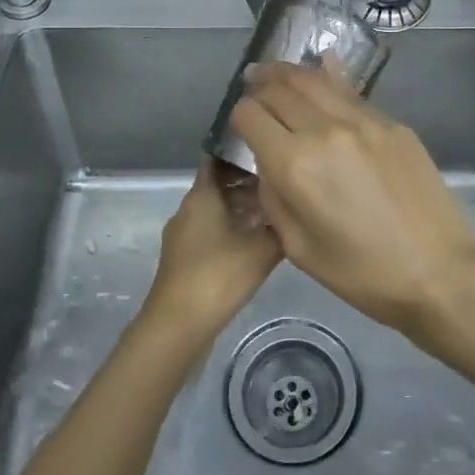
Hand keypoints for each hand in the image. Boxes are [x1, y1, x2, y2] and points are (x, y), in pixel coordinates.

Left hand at [143, 162, 280, 337]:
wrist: (178, 326)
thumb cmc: (218, 275)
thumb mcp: (262, 248)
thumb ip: (281, 225)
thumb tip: (296, 209)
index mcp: (201, 195)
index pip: (218, 157)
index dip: (240, 150)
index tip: (267, 148)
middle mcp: (188, 209)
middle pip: (219, 184)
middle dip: (247, 181)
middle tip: (280, 181)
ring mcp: (183, 235)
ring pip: (216, 209)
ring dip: (241, 208)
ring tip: (274, 212)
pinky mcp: (185, 258)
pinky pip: (211, 231)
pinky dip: (232, 229)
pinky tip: (256, 243)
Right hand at [227, 63, 474, 336]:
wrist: (440, 270)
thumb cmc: (364, 273)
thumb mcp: (299, 248)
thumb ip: (274, 198)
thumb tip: (268, 164)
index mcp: (296, 164)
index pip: (251, 116)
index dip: (238, 116)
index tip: (240, 124)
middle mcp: (326, 130)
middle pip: (281, 88)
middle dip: (260, 86)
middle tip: (253, 84)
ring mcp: (364, 121)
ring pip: (316, 80)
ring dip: (290, 73)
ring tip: (277, 72)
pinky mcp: (392, 123)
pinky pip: (350, 93)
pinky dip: (329, 79)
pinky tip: (323, 69)